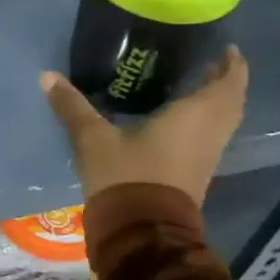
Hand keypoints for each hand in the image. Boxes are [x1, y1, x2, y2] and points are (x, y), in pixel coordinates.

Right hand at [40, 47, 249, 206]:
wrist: (140, 233)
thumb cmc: (126, 176)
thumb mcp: (94, 138)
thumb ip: (73, 106)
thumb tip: (47, 76)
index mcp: (195, 116)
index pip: (228, 82)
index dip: (232, 64)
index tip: (226, 47)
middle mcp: (209, 133)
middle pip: (231, 102)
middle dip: (225, 81)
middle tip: (207, 63)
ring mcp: (206, 157)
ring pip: (223, 122)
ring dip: (217, 103)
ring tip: (195, 86)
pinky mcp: (196, 175)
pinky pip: (210, 138)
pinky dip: (205, 122)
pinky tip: (179, 119)